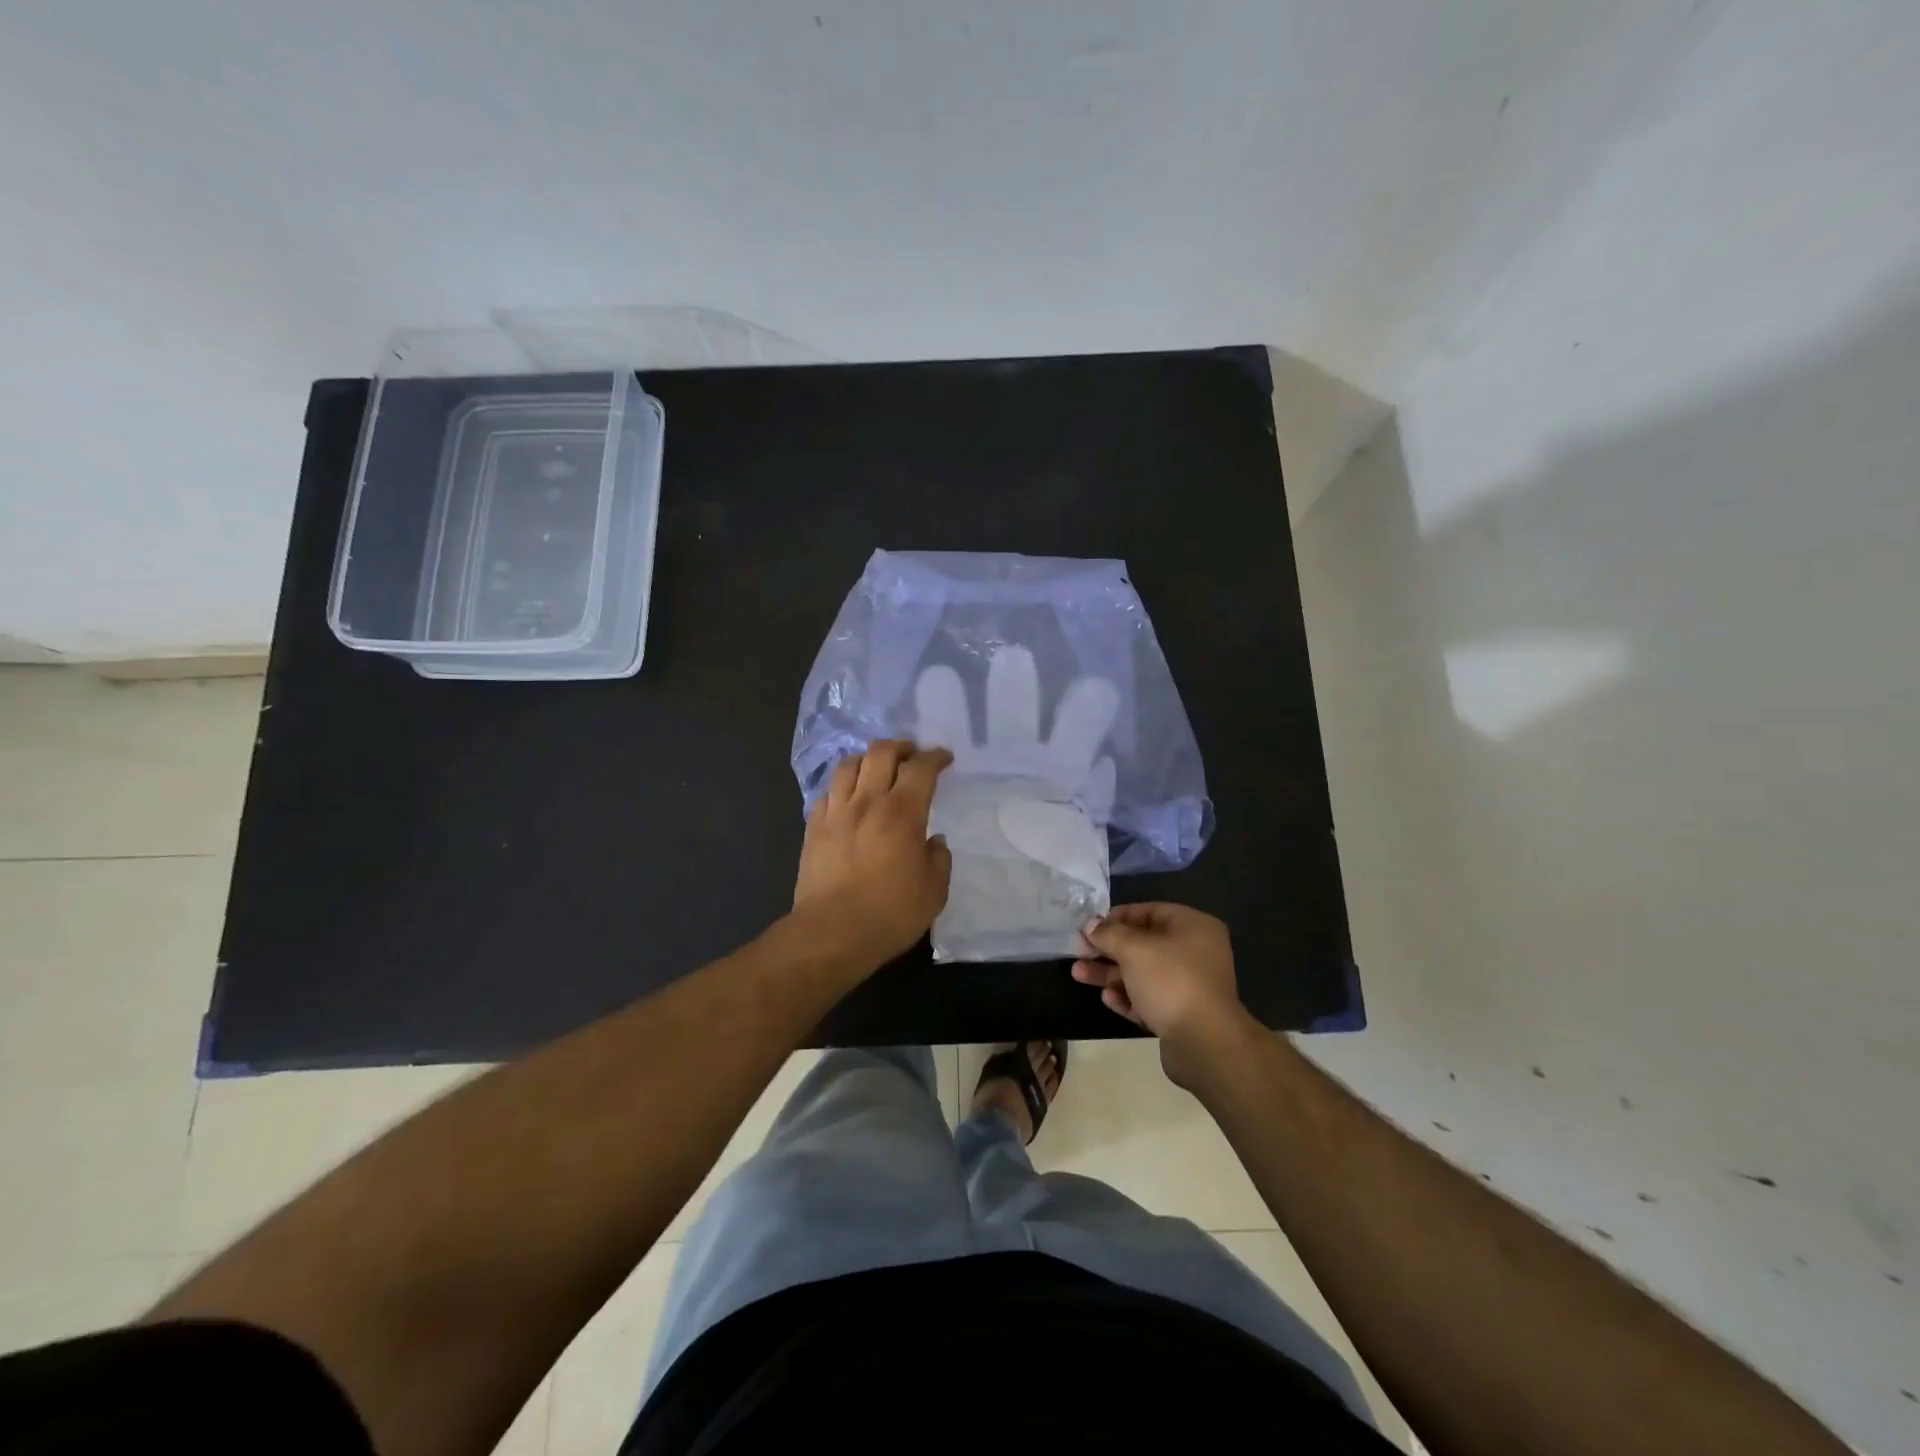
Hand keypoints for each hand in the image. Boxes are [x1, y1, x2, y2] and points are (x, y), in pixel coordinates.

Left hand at [793, 740, 953, 970]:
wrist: (832, 933)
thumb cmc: (890, 913)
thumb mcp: (933, 891)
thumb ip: (939, 859)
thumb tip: (934, 841)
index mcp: (902, 813)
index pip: (921, 768)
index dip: (935, 757)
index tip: (944, 758)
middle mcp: (868, 802)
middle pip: (881, 753)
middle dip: (901, 746)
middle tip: (912, 754)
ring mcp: (836, 812)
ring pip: (849, 764)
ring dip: (868, 759)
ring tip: (877, 767)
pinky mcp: (813, 827)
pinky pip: (827, 792)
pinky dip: (842, 786)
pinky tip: (848, 797)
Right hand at [1074, 904, 1254, 1083]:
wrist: (1204, 1044)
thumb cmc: (1171, 981)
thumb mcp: (1134, 949)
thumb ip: (1109, 934)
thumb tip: (1091, 925)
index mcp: (1193, 927)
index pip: (1149, 912)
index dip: (1117, 917)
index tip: (1089, 927)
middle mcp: (1195, 953)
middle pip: (1143, 944)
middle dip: (1108, 949)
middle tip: (1078, 952)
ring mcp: (1189, 986)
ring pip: (1142, 973)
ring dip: (1110, 974)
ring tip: (1078, 974)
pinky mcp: (1181, 1015)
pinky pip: (1149, 999)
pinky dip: (1128, 997)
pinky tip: (1107, 999)